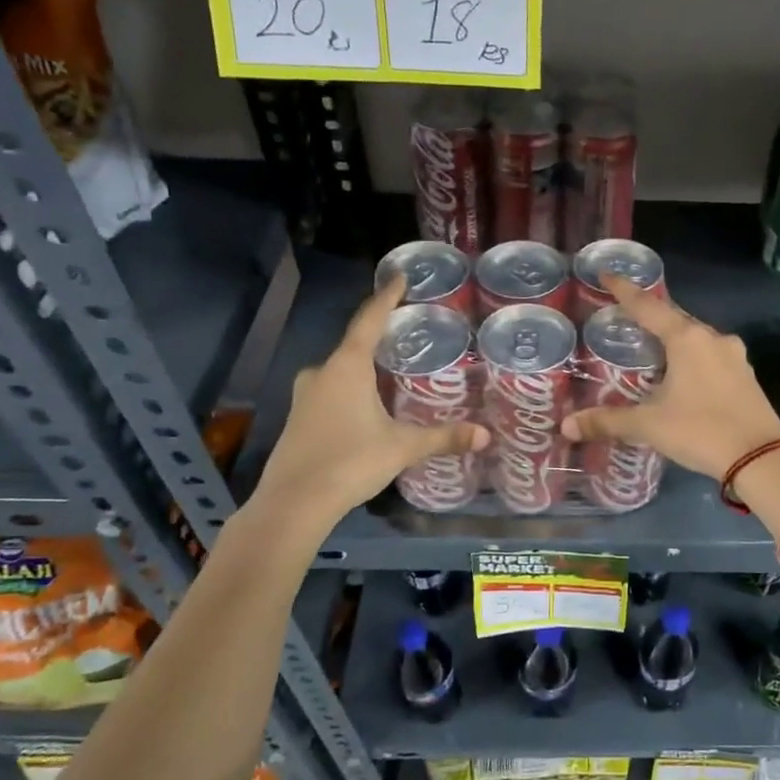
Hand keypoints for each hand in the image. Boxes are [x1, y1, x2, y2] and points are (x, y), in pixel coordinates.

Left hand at [256, 275, 488, 521]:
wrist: (294, 502)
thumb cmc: (350, 461)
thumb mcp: (402, 447)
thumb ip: (443, 438)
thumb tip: (485, 435)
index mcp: (347, 367)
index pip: (370, 320)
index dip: (386, 297)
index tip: (399, 277)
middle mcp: (322, 372)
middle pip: (354, 344)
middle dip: (379, 337)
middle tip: (406, 333)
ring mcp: (305, 395)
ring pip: (340, 370)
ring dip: (363, 367)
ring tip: (391, 370)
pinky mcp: (298, 418)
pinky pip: (330, 390)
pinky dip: (350, 389)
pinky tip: (367, 405)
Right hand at [562, 276, 779, 480]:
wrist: (761, 459)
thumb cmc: (700, 431)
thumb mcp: (649, 425)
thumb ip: (608, 422)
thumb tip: (567, 426)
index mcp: (687, 339)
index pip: (648, 306)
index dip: (625, 291)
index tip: (608, 274)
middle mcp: (713, 338)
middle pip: (675, 319)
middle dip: (651, 318)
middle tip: (627, 319)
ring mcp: (735, 357)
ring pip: (696, 338)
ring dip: (674, 340)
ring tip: (652, 350)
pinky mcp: (747, 376)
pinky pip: (711, 357)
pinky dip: (692, 359)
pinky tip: (683, 376)